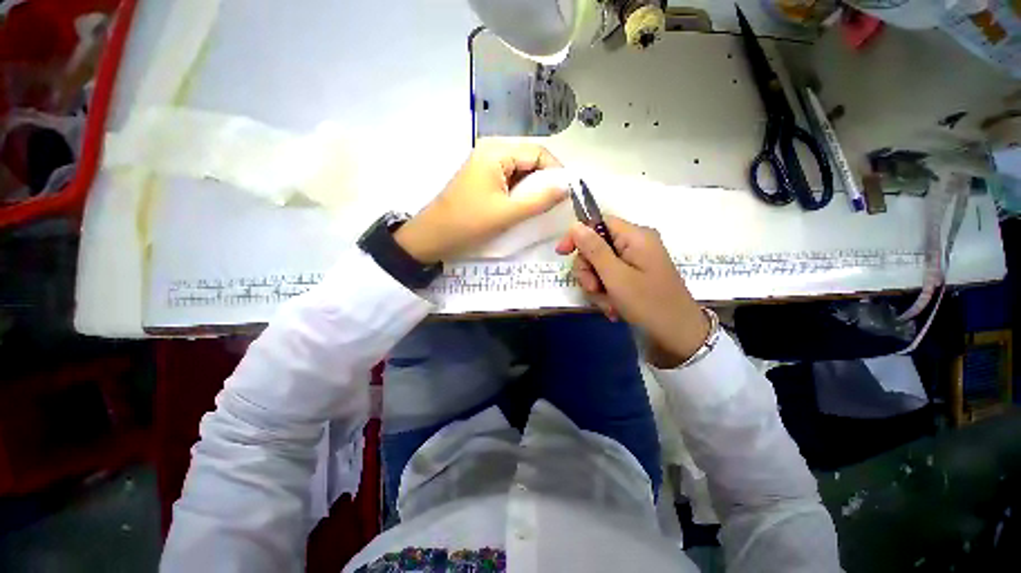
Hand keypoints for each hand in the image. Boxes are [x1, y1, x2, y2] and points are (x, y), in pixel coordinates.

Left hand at [394, 139, 567, 262]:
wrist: (433, 237)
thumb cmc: (469, 223)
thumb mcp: (508, 213)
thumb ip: (540, 199)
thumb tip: (567, 187)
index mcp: (497, 151)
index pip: (539, 152)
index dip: (556, 172)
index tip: (565, 195)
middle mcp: (492, 150)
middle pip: (530, 159)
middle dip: (544, 181)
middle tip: (552, 204)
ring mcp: (485, 164)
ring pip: (521, 171)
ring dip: (532, 188)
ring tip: (537, 208)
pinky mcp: (482, 177)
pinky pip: (509, 179)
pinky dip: (520, 192)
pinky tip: (521, 207)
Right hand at [555, 216, 710, 368]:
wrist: (679, 337)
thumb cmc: (648, 304)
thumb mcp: (616, 276)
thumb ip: (594, 249)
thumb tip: (575, 225)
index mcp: (635, 236)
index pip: (598, 223)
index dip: (578, 236)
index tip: (562, 253)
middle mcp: (635, 244)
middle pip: (596, 247)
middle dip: (589, 270)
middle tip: (594, 289)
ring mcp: (636, 262)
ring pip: (600, 266)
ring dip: (597, 287)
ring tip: (608, 305)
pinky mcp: (635, 277)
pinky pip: (610, 279)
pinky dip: (607, 294)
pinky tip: (613, 309)